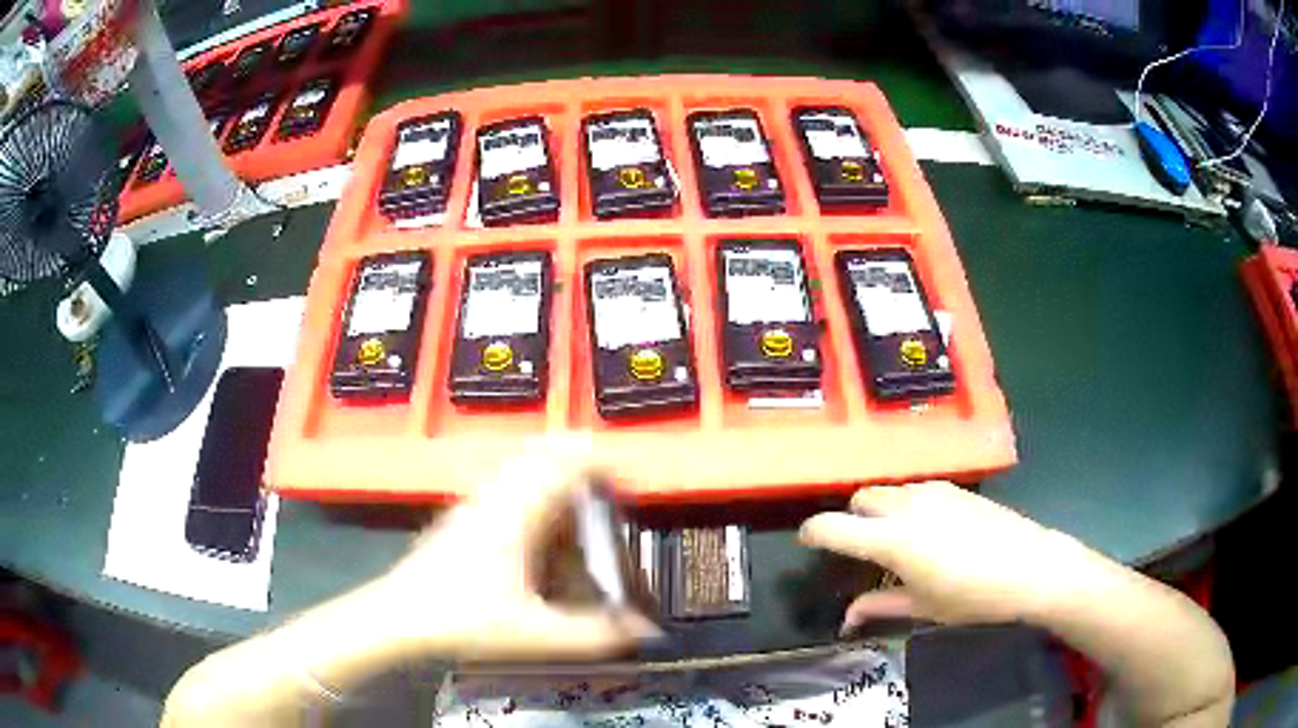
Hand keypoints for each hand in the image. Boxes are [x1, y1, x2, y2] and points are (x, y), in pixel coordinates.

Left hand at [371, 435, 659, 661]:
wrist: (398, 617)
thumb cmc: (462, 619)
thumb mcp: (533, 633)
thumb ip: (592, 635)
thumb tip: (644, 632)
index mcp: (517, 513)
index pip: (564, 462)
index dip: (601, 463)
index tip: (626, 483)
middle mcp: (496, 495)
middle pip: (544, 454)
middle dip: (580, 466)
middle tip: (608, 495)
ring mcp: (475, 501)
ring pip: (522, 466)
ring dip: (555, 478)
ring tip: (579, 511)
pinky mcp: (463, 514)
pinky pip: (506, 483)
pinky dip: (532, 490)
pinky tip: (538, 530)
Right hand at [800, 481, 1106, 633]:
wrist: (1031, 566)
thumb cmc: (973, 596)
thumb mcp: (923, 607)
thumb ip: (879, 607)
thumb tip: (847, 616)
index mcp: (893, 539)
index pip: (834, 527)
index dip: (812, 532)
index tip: (805, 540)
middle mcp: (908, 505)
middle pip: (862, 499)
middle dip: (851, 519)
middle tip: (859, 548)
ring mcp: (934, 491)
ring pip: (890, 491)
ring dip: (880, 511)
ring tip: (895, 541)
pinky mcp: (956, 488)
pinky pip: (916, 491)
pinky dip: (906, 506)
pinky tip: (927, 532)